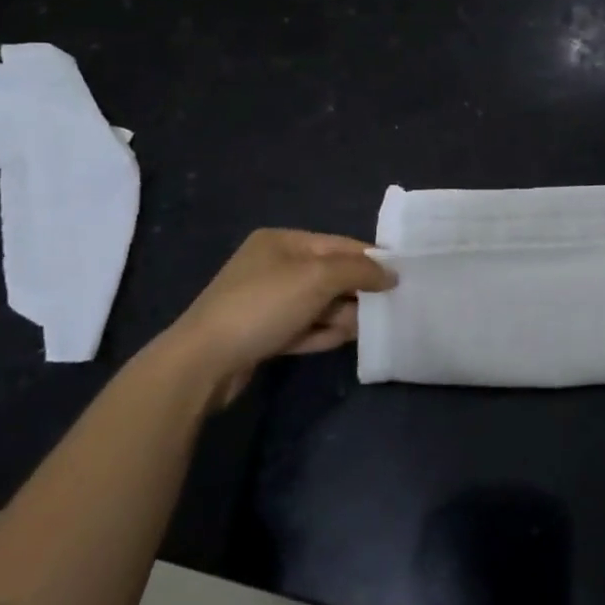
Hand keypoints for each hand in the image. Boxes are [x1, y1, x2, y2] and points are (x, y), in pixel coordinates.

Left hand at [166, 229, 393, 397]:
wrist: (203, 362)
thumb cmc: (263, 305)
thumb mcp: (318, 278)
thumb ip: (359, 270)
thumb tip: (391, 273)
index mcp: (282, 242)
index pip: (338, 244)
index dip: (370, 258)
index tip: (401, 276)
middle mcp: (273, 266)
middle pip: (329, 274)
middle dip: (357, 291)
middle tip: (388, 308)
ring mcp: (266, 302)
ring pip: (318, 304)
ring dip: (342, 315)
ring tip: (367, 329)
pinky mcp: (262, 334)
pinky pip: (303, 328)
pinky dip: (323, 332)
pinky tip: (344, 341)